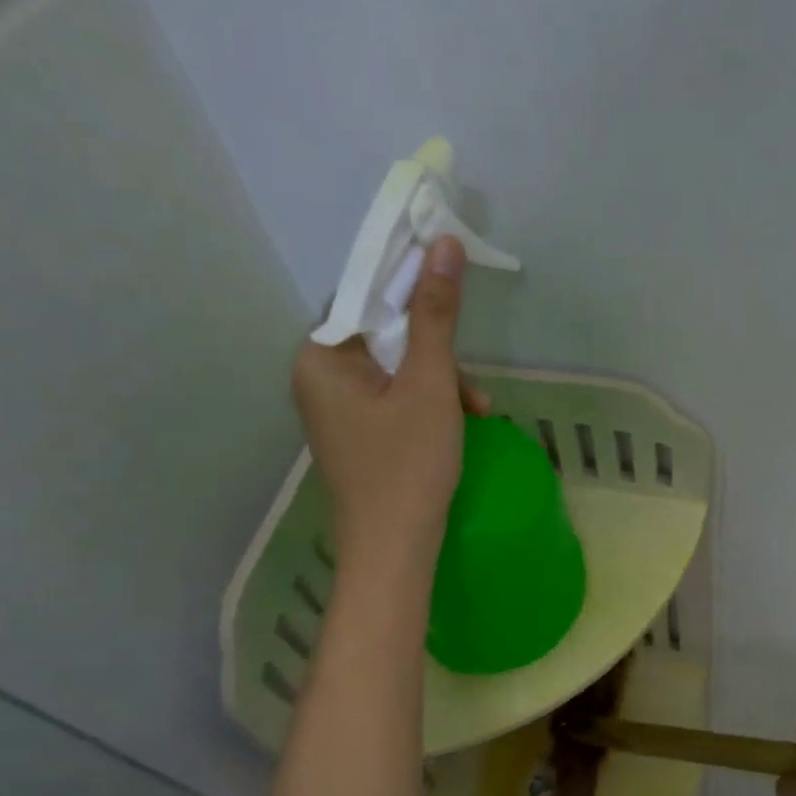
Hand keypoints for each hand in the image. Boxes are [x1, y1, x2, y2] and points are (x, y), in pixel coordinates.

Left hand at [291, 236, 489, 566]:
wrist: (393, 551)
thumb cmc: (408, 465)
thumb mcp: (430, 384)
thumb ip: (435, 314)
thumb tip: (442, 243)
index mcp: (319, 356)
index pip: (363, 296)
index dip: (409, 288)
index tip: (452, 292)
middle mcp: (317, 377)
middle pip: (382, 334)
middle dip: (435, 351)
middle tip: (472, 377)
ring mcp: (336, 410)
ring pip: (394, 369)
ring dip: (440, 381)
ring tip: (477, 409)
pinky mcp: (357, 435)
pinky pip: (393, 399)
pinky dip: (428, 405)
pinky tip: (461, 422)